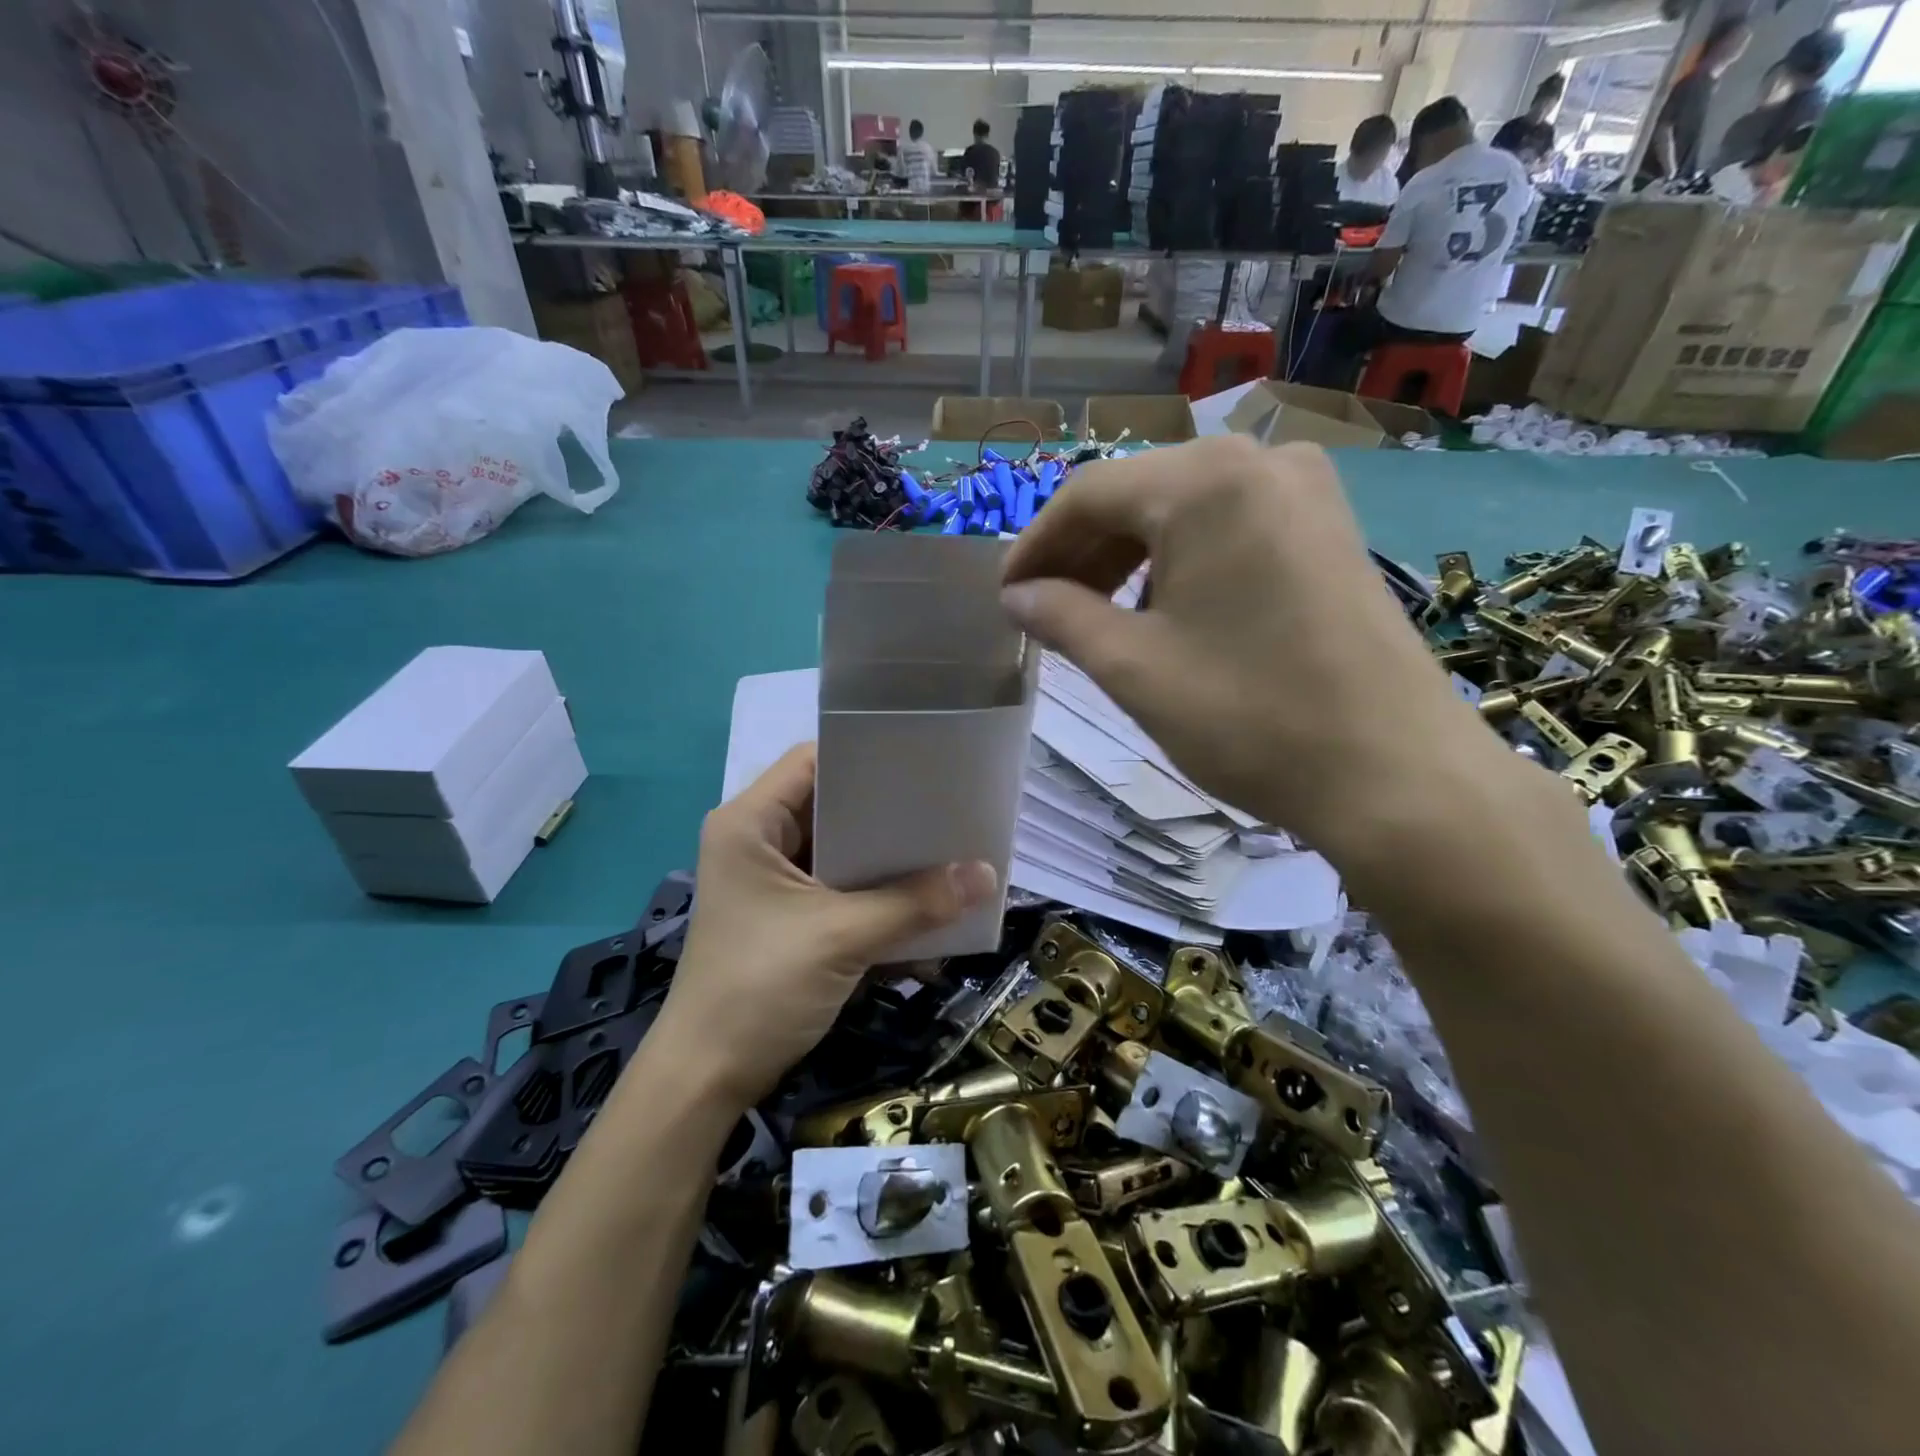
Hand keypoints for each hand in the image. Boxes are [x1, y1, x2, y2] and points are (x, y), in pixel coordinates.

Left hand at [653, 744, 996, 1109]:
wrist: (708, 1079)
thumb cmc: (760, 987)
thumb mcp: (842, 937)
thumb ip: (915, 903)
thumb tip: (988, 875)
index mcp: (750, 823)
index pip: (813, 761)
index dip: (867, 756)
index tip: (924, 762)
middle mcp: (759, 841)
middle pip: (833, 806)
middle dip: (890, 812)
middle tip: (948, 806)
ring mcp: (774, 882)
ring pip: (842, 851)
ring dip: (889, 859)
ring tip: (949, 848)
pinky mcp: (790, 917)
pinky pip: (842, 890)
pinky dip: (878, 896)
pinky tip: (925, 905)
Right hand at [999, 436, 1515, 867]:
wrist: (1394, 773)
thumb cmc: (1250, 718)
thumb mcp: (1135, 668)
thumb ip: (1063, 617)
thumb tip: (1016, 596)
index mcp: (1205, 482)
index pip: (1088, 494)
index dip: (1035, 545)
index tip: (1006, 596)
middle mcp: (1258, 461)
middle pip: (1138, 493)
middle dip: (1082, 551)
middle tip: (1045, 610)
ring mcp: (1304, 489)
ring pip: (1183, 508)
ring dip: (1128, 556)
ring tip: (1096, 615)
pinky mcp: (1329, 526)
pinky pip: (1229, 524)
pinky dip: (1180, 560)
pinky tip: (1162, 608)